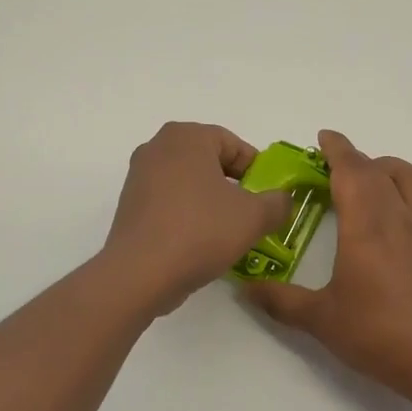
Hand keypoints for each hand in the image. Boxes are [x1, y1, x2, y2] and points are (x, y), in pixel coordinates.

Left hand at [104, 122, 291, 315]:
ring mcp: (139, 176)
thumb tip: (282, 200)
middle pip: (210, 162)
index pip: (234, 145)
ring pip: (190, 184)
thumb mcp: (254, 217)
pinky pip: (170, 203)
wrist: (140, 274)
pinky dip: (189, 216)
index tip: (267, 198)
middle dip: (234, 186)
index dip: (257, 171)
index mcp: (187, 136)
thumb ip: (278, 202)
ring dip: (212, 203)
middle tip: (252, 214)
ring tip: (228, 233)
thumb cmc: (201, 231)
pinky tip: (200, 243)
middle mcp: (158, 147)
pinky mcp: (130, 205)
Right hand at [245, 131, 411, 391]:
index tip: (323, 138)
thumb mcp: (318, 318)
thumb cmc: (374, 333)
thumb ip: (279, 300)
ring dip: (393, 169)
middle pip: (380, 171)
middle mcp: (399, 218)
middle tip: (335, 169)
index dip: (337, 149)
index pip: (351, 170)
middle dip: (356, 160)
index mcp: (365, 225)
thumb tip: (245, 288)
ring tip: (375, 179)